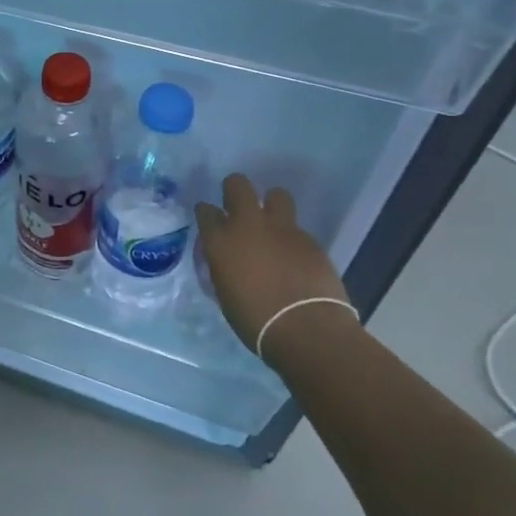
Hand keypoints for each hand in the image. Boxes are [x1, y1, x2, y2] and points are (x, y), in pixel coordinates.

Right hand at [196, 174, 352, 359]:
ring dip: (272, 205)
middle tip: (237, 208)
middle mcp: (248, 224)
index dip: (207, 214)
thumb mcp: (224, 293)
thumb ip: (222, 267)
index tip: (210, 222)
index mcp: (220, 240)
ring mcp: (282, 228)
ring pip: (276, 194)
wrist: (307, 330)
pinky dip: (292, 239)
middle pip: (238, 184)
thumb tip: (226, 261)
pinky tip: (295, 258)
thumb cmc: (255, 321)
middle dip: (235, 190)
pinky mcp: (310, 239)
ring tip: (272, 226)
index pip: (205, 211)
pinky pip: (297, 228)